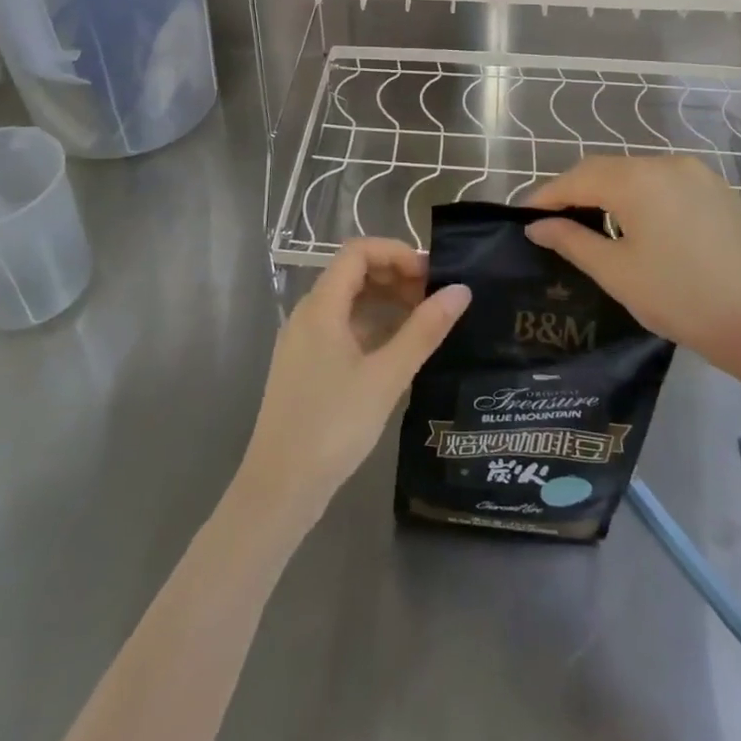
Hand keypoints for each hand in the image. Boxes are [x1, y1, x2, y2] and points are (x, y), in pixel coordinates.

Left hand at [236, 239, 469, 533]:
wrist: (279, 489)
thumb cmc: (333, 426)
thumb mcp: (387, 376)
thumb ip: (424, 330)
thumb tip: (461, 290)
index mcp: (321, 307)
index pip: (358, 251)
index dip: (396, 253)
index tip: (431, 274)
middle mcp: (307, 314)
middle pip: (352, 272)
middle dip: (394, 275)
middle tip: (434, 296)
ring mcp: (303, 341)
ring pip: (348, 301)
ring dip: (385, 300)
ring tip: (423, 320)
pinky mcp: (305, 366)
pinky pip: (341, 327)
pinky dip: (371, 325)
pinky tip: (397, 348)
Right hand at [524, 156, 740, 402]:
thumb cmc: (681, 299)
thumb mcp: (616, 273)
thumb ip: (571, 241)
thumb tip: (537, 226)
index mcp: (638, 179)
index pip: (578, 177)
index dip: (547, 196)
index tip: (524, 216)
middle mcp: (668, 164)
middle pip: (608, 170)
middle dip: (577, 192)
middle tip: (553, 221)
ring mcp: (699, 174)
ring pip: (639, 175)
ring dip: (610, 193)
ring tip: (591, 224)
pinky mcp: (720, 191)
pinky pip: (667, 184)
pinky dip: (643, 197)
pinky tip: (639, 226)